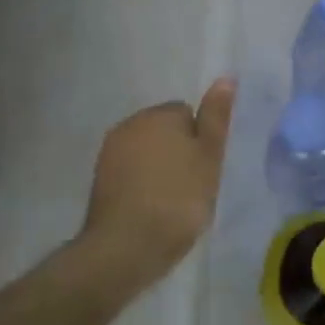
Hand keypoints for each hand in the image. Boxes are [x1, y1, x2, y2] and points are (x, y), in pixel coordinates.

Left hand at [74, 80, 235, 295]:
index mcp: (158, 115)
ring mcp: (109, 153)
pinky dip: (141, 184)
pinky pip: (130, 173)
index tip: (205, 167)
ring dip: (159, 167)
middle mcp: (129, 125)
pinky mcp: (98, 181)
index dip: (200, 139)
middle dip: (177, 150)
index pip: (187, 113)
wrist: (127, 246)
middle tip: (192, 184)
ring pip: (146, 152)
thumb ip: (216, 116)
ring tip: (172, 200)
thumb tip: (225, 77)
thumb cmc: (179, 198)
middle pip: (164, 130)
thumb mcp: (209, 156)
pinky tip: (151, 208)